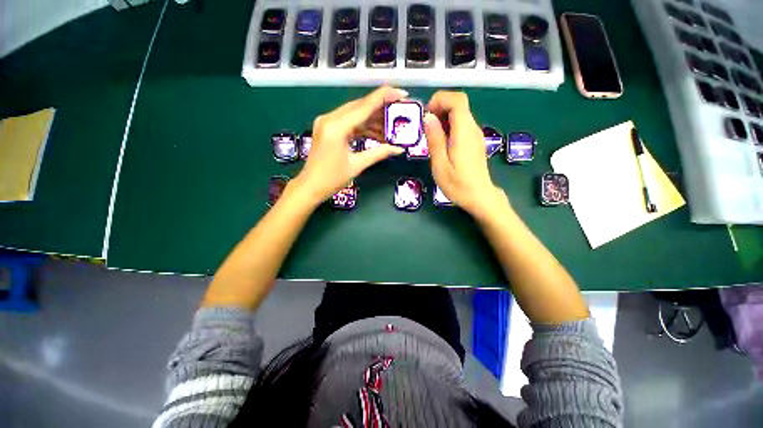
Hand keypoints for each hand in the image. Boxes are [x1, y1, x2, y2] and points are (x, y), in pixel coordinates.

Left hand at [290, 86, 406, 205]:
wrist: (310, 186)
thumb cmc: (332, 179)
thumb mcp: (357, 165)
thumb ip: (378, 153)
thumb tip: (399, 149)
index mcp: (337, 127)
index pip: (364, 106)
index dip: (384, 97)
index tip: (401, 93)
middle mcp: (330, 119)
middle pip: (360, 107)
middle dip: (381, 107)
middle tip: (399, 110)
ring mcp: (327, 122)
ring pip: (355, 114)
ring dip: (373, 119)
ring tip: (391, 125)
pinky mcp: (327, 128)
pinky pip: (349, 122)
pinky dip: (363, 127)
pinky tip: (377, 133)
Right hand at [425, 91, 508, 218]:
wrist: (480, 197)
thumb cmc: (458, 185)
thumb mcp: (440, 165)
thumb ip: (435, 139)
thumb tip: (428, 118)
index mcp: (464, 132)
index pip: (457, 100)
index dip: (440, 99)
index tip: (426, 115)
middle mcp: (473, 128)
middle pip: (458, 104)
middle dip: (439, 109)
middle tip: (425, 128)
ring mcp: (475, 135)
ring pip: (459, 114)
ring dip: (443, 119)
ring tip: (430, 137)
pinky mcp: (474, 141)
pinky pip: (461, 125)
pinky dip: (449, 127)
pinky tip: (441, 143)